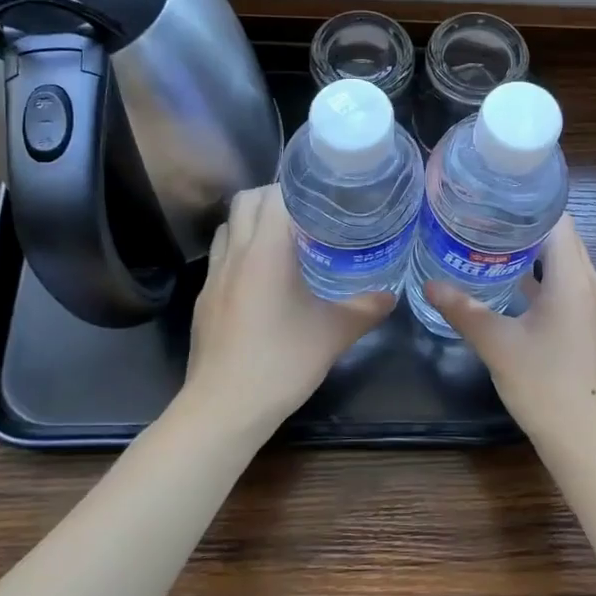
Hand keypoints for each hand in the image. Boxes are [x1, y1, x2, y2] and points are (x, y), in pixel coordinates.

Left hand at [179, 184, 395, 439]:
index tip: (324, 195)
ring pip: (228, 228)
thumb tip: (391, 295)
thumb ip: (365, 309)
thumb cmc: (281, 362)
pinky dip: (241, 253)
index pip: (273, 194)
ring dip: (252, 223)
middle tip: (308, 214)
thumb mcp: (333, 334)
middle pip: (244, 201)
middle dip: (273, 198)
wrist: (224, 407)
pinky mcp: (205, 301)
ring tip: (284, 240)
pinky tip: (264, 280)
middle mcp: (234, 254)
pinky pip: (221, 258)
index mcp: (265, 250)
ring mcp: (213, 278)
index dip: (297, 187)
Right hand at [426, 213, 595, 453]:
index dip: (526, 202)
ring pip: (563, 262)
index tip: (490, 196)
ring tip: (487, 242)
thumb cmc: (545, 385)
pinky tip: (505, 283)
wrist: (587, 440)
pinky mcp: (587, 325)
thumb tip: (430, 284)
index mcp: (574, 278)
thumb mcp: (497, 344)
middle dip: (522, 224)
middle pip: (560, 237)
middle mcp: (590, 284)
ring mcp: (592, 306)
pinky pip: (564, 285)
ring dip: (530, 251)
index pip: (557, 219)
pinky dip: (539, 276)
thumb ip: (463, 309)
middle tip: (480, 216)